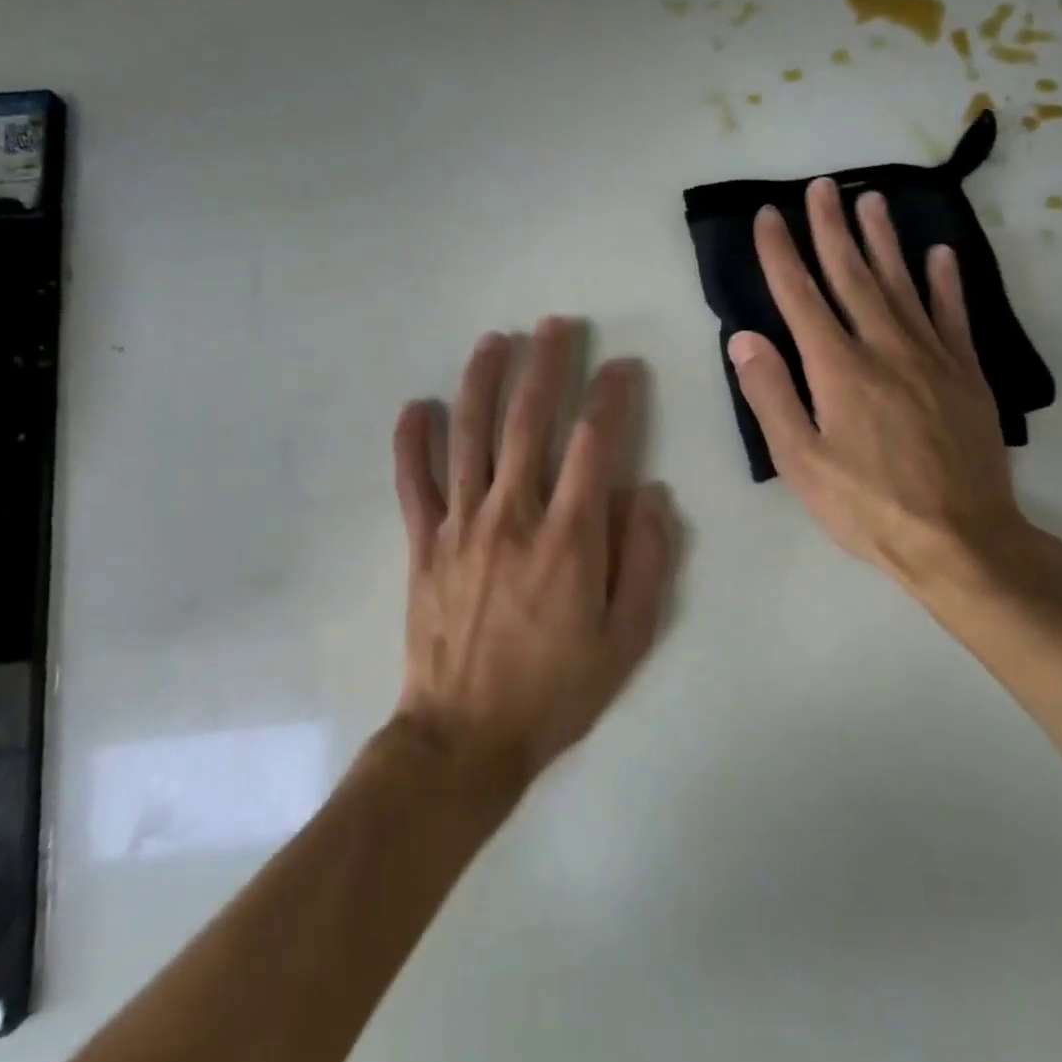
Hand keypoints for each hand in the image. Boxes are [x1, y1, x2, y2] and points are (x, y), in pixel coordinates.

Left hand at [391, 320, 676, 788]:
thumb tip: (649, 494)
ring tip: (495, 340)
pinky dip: (412, 440)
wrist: (467, 736)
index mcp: (569, 537)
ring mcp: (460, 525)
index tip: (622, 367)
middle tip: (556, 325)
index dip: (612, 396)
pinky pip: (413, 481)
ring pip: (468, 435)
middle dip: (546, 365)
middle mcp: (513, 515)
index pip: (596, 443)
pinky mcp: (422, 544)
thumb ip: (646, 561)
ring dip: (482, 381)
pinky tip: (416, 405)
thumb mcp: (627, 638)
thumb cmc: (557, 689)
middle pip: (528, 421)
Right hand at [728, 180, 1040, 596]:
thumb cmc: (867, 506)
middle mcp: (885, 348)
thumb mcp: (801, 462)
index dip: (782, 254)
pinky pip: (954, 316)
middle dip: (831, 229)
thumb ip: (771, 396)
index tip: (769, 216)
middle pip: (853, 276)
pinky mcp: (967, 375)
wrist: (961, 539)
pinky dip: (945, 282)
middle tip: (821, 186)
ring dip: (883, 240)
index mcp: (838, 369)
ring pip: (903, 284)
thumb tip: (745, 338)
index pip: (801, 297)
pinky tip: (939, 254)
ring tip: (871, 199)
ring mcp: (933, 357)